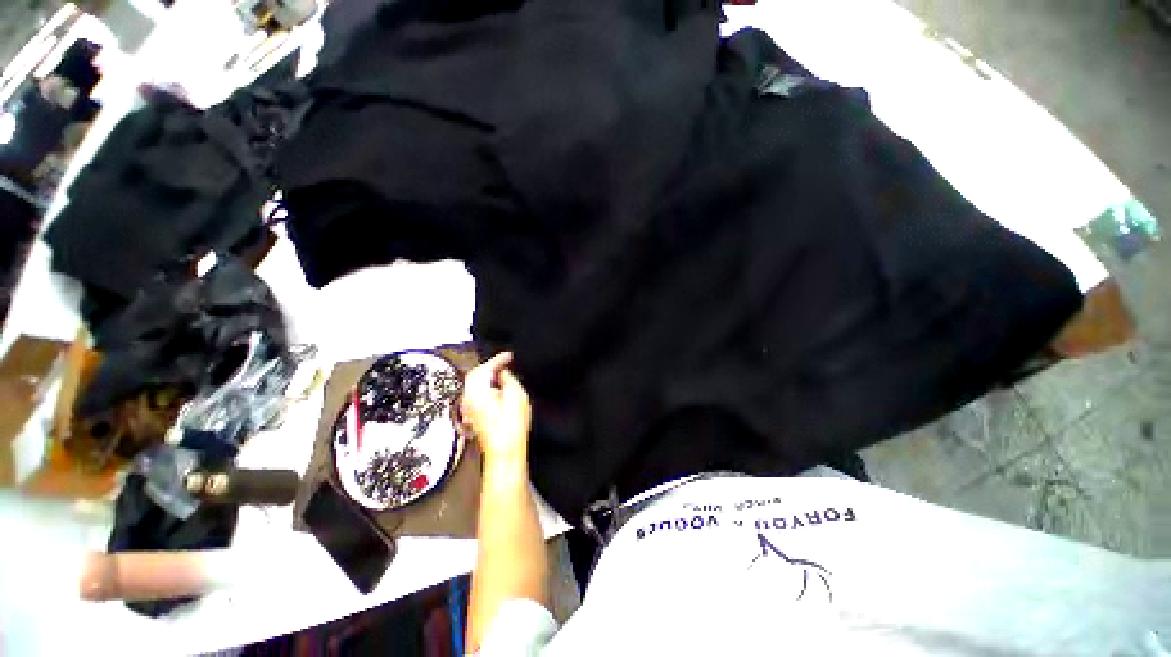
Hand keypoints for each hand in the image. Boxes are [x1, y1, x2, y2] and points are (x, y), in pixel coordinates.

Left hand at [460, 352, 530, 464]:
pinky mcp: (472, 416)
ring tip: (502, 373)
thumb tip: (502, 372)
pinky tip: (496, 388)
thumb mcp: (517, 395)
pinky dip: (484, 386)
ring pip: (473, 384)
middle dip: (490, 366)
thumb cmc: (512, 423)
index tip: (510, 354)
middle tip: (505, 362)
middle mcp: (468, 397)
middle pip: (475, 375)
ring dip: (486, 376)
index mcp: (477, 390)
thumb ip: (508, 379)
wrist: (505, 451)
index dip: (499, 359)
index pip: (486, 367)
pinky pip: (475, 393)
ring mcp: (468, 408)